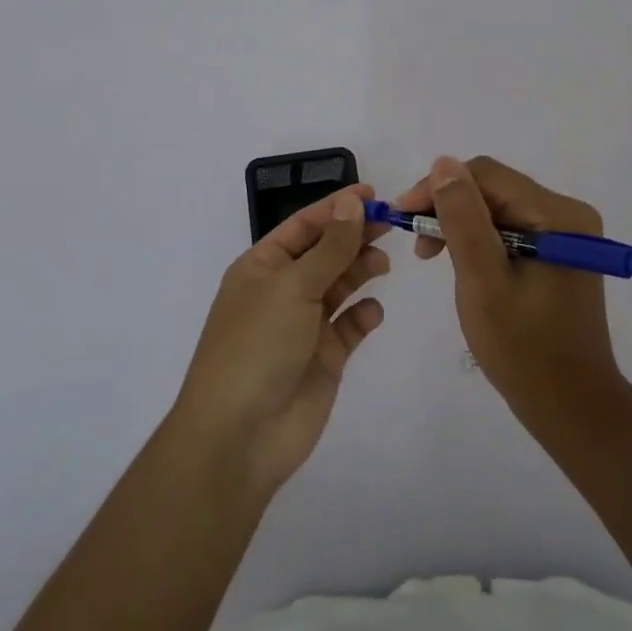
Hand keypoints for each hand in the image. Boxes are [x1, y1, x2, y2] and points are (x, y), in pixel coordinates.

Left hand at [171, 186, 389, 495]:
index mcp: (262, 266)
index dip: (336, 207)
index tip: (372, 194)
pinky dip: (363, 315)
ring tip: (382, 265)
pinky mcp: (324, 358)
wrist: (240, 436)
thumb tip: (352, 204)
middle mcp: (282, 290)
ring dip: (360, 270)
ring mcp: (303, 325)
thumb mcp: (293, 286)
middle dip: (354, 236)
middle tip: (391, 224)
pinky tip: (373, 313)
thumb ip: (330, 247)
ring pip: (339, 286)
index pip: (304, 225)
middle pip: (325, 252)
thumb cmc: (258, 346)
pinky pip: (349, 326)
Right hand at [397, 156, 624, 424]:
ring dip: (461, 223)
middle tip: (415, 241)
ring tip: (431, 254)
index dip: (439, 187)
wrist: (573, 408)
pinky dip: (480, 239)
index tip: (402, 216)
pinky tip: (461, 261)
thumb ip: (463, 219)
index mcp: (558, 215)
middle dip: (449, 206)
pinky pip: (511, 227)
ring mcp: (566, 233)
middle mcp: (568, 213)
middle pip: (494, 189)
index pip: (487, 175)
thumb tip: (443, 162)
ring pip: (499, 207)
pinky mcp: (559, 251)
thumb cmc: (524, 350)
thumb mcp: (483, 282)